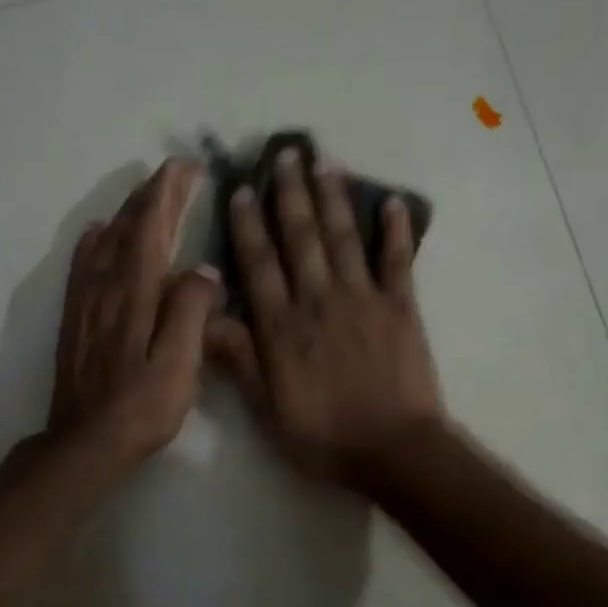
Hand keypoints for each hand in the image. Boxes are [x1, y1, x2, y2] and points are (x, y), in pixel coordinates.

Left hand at [50, 157, 221, 472]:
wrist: (86, 442)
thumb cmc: (142, 406)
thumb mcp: (180, 364)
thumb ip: (192, 311)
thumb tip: (204, 270)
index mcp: (137, 293)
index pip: (153, 228)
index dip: (169, 193)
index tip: (188, 166)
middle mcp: (107, 286)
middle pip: (129, 227)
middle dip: (153, 194)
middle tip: (176, 170)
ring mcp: (86, 301)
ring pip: (106, 241)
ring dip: (128, 211)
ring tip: (147, 193)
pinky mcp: (75, 319)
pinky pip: (82, 266)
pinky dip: (92, 241)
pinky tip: (97, 231)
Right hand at [207, 147, 443, 487]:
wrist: (394, 451)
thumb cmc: (325, 436)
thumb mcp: (267, 409)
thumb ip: (239, 360)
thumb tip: (206, 317)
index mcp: (283, 326)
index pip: (259, 265)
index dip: (248, 225)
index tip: (242, 190)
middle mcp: (319, 300)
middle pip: (301, 238)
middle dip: (290, 194)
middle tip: (285, 155)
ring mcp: (363, 299)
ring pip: (343, 238)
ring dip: (333, 198)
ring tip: (325, 163)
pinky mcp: (402, 307)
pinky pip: (398, 261)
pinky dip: (396, 231)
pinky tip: (392, 202)